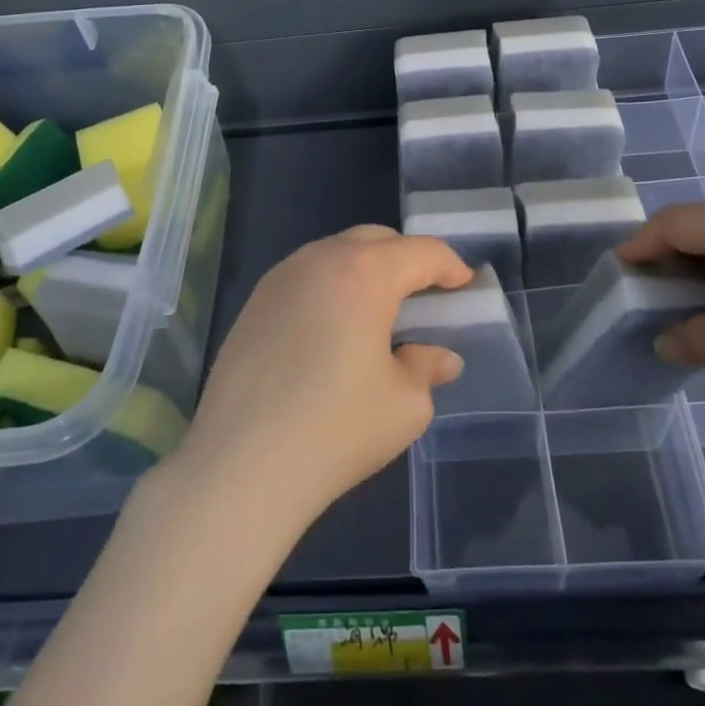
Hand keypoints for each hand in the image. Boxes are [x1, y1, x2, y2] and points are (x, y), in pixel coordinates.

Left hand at [174, 225, 473, 530]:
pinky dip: (331, 287)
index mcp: (365, 273)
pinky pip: (306, 276)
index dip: (449, 266)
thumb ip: (426, 368)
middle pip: (376, 240)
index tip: (464, 286)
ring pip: (336, 253)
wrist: (241, 465)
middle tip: (423, 296)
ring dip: (365, 270)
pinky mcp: (254, 302)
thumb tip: (439, 357)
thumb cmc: (336, 429)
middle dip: (406, 259)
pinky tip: (331, 330)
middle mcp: (321, 259)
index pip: (421, 252)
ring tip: (376, 313)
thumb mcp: (404, 404)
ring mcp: (281, 276)